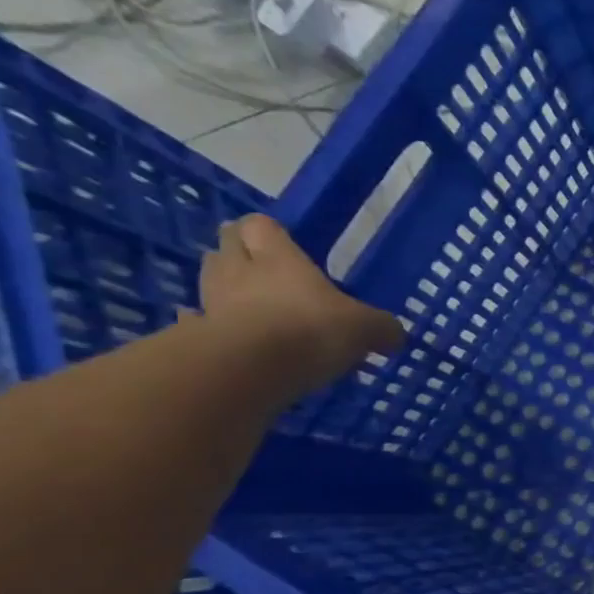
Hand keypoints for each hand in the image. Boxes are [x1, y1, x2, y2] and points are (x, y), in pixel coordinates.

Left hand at [196, 215, 404, 399]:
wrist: (251, 368)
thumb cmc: (312, 330)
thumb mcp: (366, 328)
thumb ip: (382, 328)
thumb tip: (395, 335)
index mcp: (279, 258)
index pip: (261, 225)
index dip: (270, 231)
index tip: (284, 243)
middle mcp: (240, 271)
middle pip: (226, 246)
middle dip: (241, 252)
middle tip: (264, 269)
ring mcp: (213, 302)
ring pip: (210, 279)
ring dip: (225, 286)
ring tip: (249, 304)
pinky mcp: (198, 334)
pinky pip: (198, 321)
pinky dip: (207, 324)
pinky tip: (223, 335)